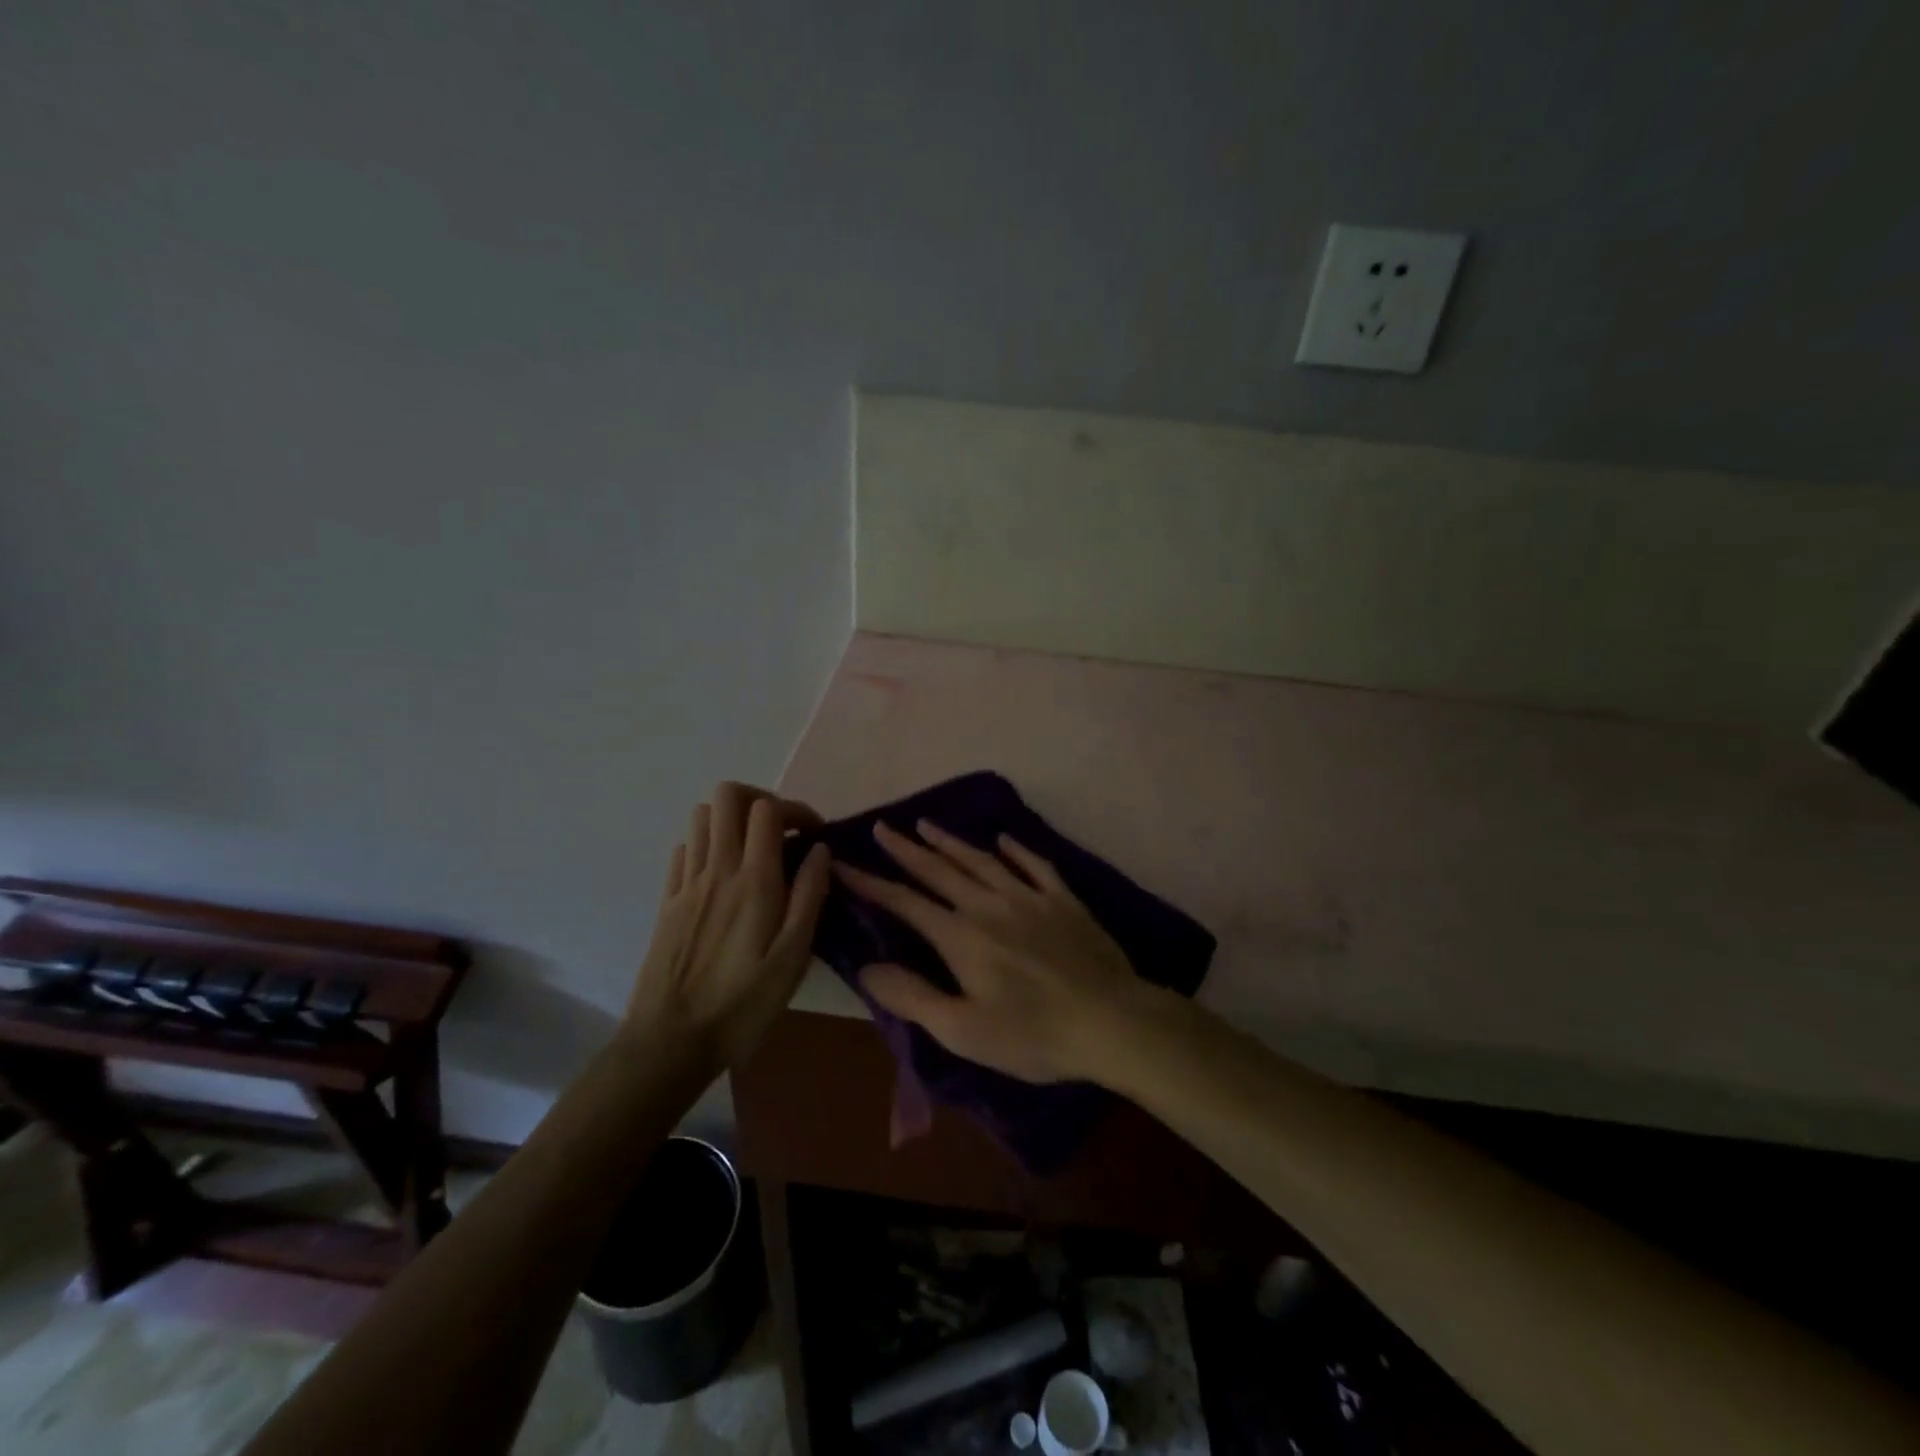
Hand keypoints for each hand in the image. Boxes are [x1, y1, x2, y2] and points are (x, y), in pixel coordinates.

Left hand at [626, 782, 830, 1069]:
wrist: (670, 1040)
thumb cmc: (742, 1003)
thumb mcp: (793, 957)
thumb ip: (810, 896)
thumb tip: (820, 850)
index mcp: (754, 881)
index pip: (768, 809)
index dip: (795, 809)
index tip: (813, 835)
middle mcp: (717, 869)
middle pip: (728, 796)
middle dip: (760, 799)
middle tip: (781, 831)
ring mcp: (687, 883)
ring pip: (701, 817)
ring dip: (731, 820)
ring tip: (752, 849)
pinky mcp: (667, 900)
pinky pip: (683, 849)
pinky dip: (705, 845)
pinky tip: (721, 874)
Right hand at [832, 820, 1158, 1084]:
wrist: (1112, 1021)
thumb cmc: (1033, 1034)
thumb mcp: (963, 1031)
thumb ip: (913, 997)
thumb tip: (868, 967)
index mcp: (962, 937)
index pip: (906, 903)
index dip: (872, 883)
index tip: (844, 863)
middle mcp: (990, 905)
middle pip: (940, 870)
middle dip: (906, 849)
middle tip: (881, 828)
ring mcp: (1030, 897)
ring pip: (981, 860)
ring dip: (951, 842)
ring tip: (926, 825)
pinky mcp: (1063, 900)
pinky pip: (1035, 865)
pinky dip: (1016, 850)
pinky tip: (1004, 839)